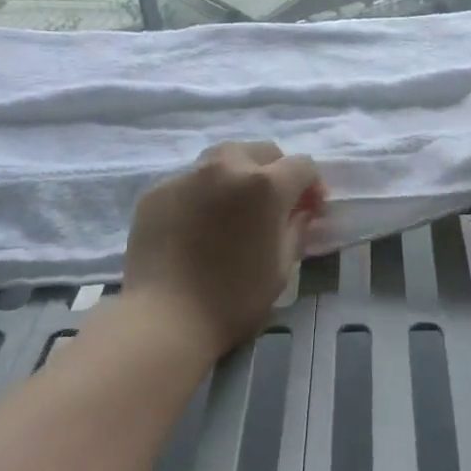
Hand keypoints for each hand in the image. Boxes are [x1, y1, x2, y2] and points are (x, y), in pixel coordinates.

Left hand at [122, 141, 324, 358]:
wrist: (164, 319)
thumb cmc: (234, 298)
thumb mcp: (282, 266)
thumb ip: (297, 228)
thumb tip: (302, 211)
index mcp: (265, 184)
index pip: (302, 165)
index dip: (312, 185)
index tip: (311, 209)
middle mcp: (227, 166)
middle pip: (262, 151)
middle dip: (275, 171)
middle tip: (274, 204)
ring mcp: (188, 175)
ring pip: (223, 158)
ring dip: (238, 174)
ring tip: (235, 207)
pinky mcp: (157, 190)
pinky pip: (191, 180)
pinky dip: (203, 193)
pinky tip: (199, 224)